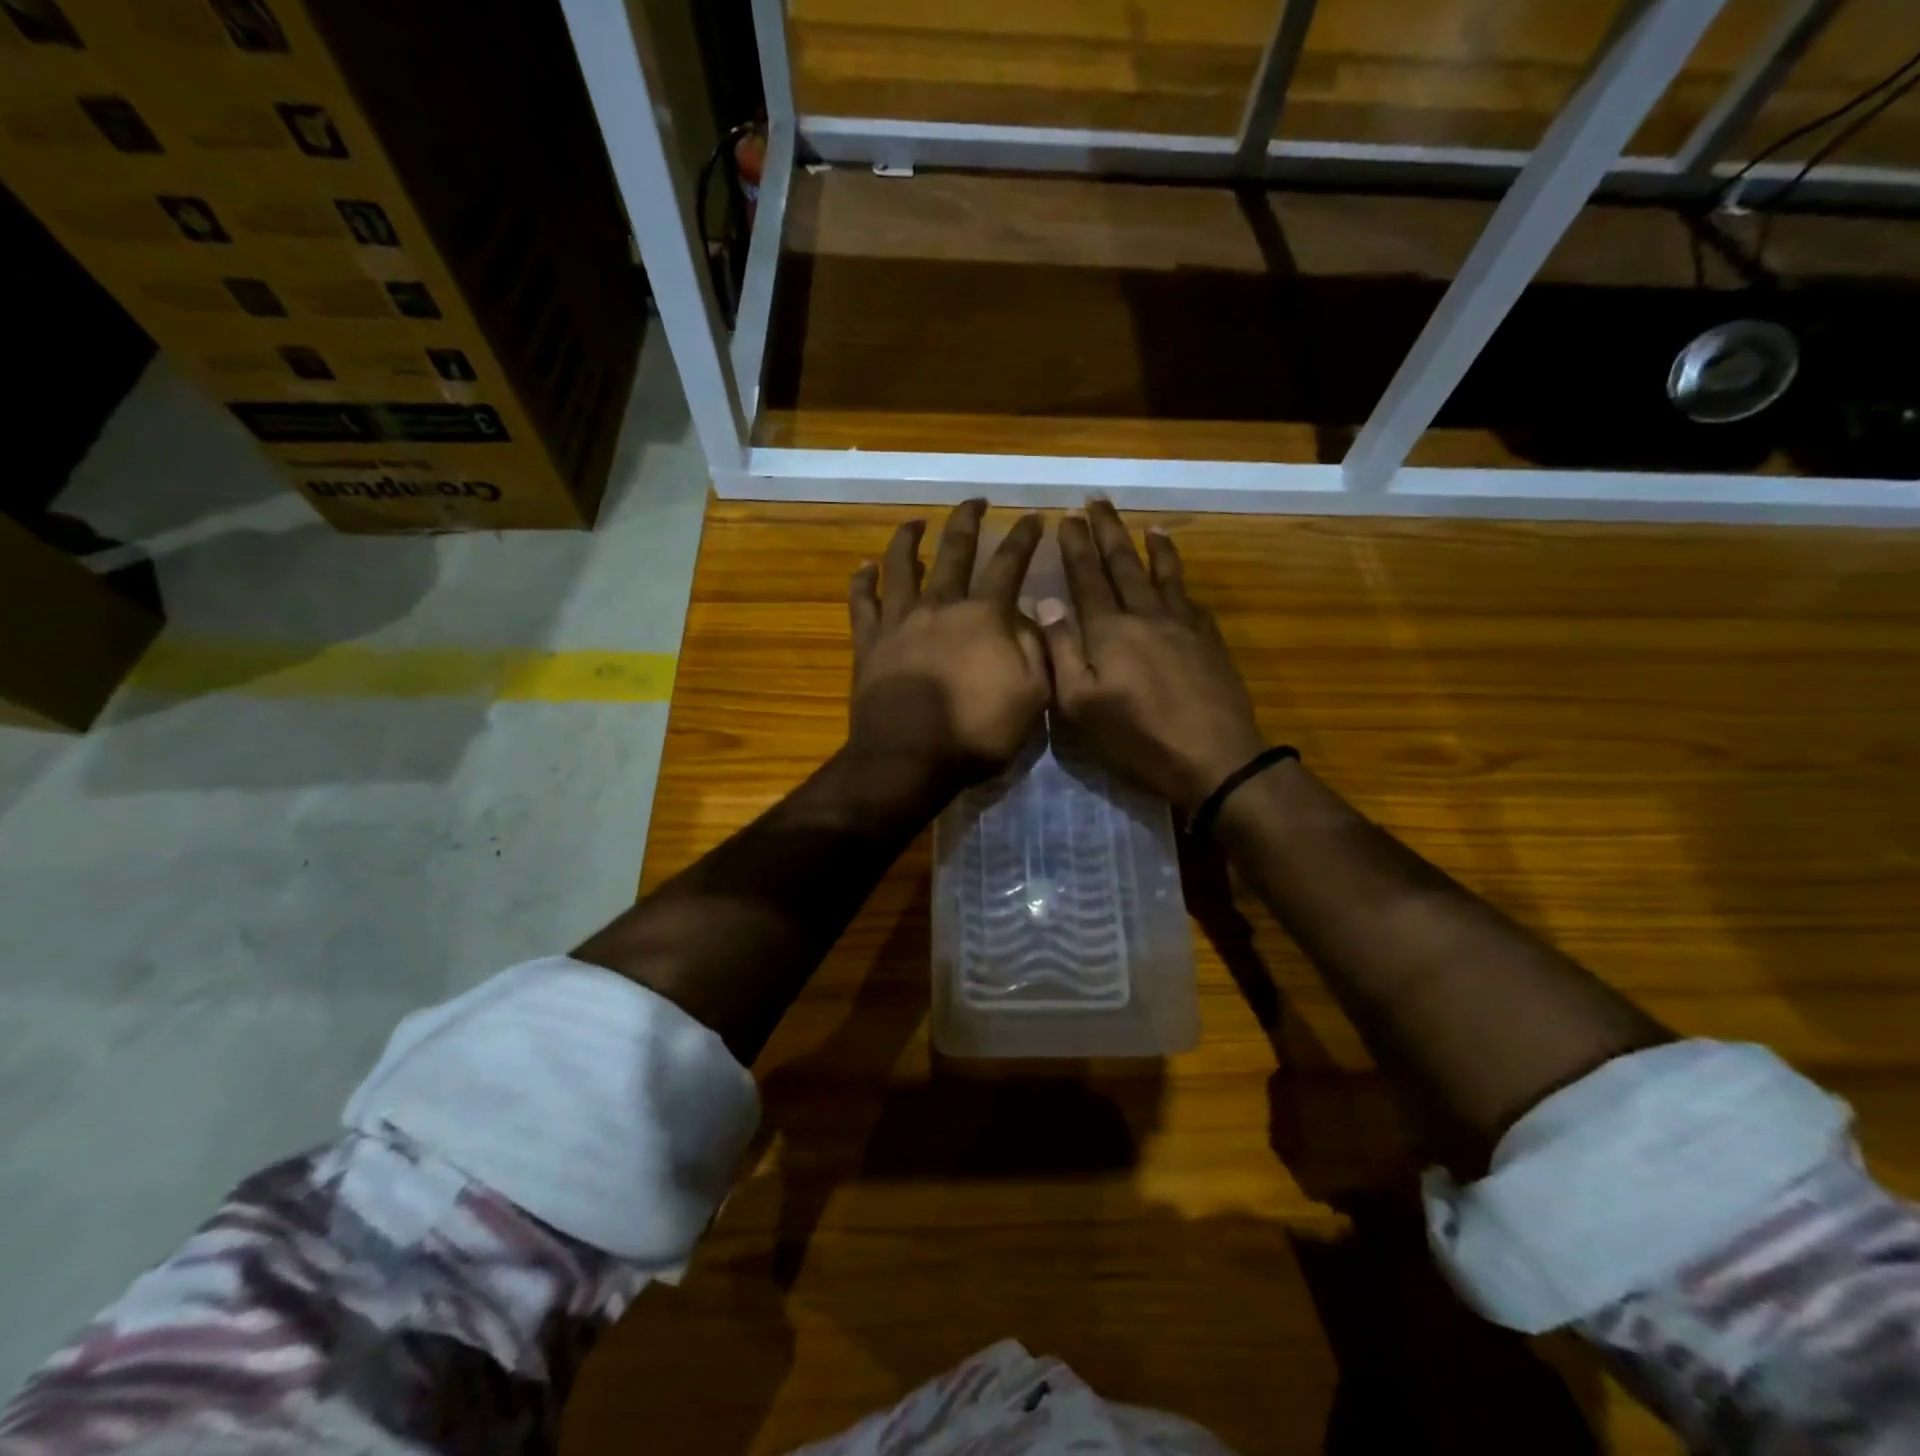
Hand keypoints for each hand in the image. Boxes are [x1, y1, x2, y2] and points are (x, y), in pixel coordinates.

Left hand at [847, 500, 1048, 800]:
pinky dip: (862, 581)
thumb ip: (1037, 649)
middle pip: (954, 552)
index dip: (1024, 538)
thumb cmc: (976, 733)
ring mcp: (899, 621)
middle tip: (975, 501)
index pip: (1009, 564)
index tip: (1033, 517)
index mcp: (984, 616)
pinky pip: (861, 602)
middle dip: (968, 521)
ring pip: (901, 566)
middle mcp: (940, 605)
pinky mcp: (868, 643)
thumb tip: (1031, 615)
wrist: (908, 759)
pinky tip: (864, 567)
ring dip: (909, 539)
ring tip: (914, 522)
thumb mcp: (1032, 696)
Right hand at [1038, 501, 1264, 811]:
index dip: (1076, 547)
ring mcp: (1183, 627)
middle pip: (1123, 565)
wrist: (1214, 758)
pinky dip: (1181, 578)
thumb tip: (1046, 602)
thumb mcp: (1080, 706)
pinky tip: (1178, 575)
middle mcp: (1146, 616)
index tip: (1066, 516)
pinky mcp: (1209, 642)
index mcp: (1109, 631)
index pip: (1087, 578)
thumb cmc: (1137, 739)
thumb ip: (1062, 651)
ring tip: (1146, 524)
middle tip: (1097, 502)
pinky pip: (1190, 598)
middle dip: (1108, 531)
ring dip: (1151, 546)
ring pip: (1163, 575)